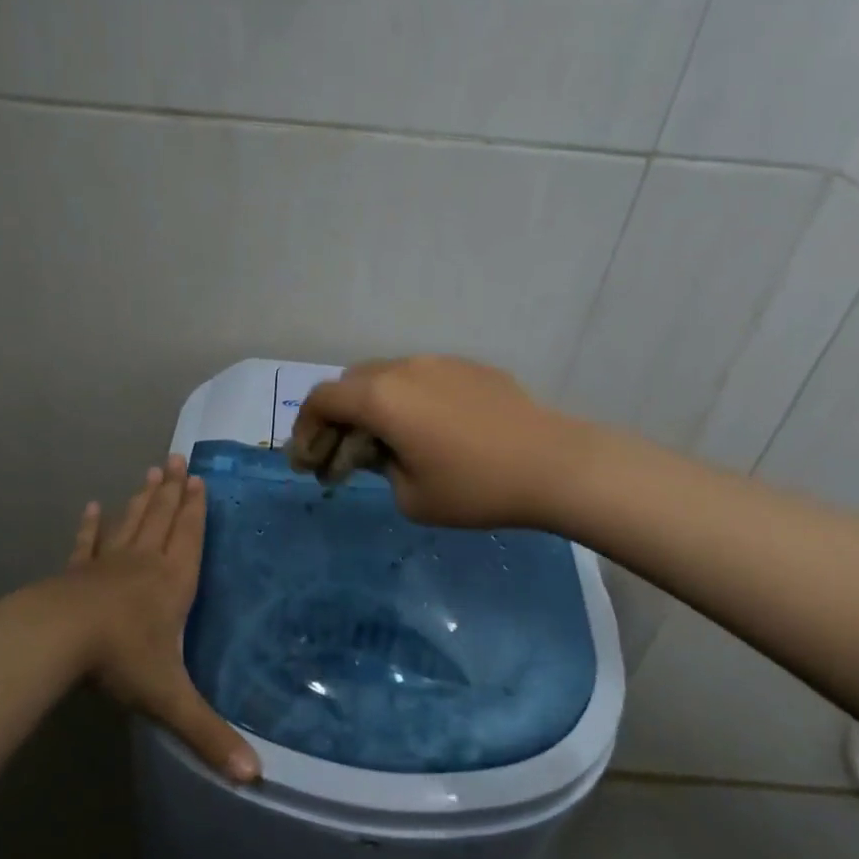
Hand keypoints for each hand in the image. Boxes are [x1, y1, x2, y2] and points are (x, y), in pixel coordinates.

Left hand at [49, 455, 259, 782]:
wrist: (57, 638)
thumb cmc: (121, 659)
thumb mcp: (171, 698)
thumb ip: (210, 735)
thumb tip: (256, 778)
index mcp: (172, 583)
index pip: (189, 538)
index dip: (196, 510)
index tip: (198, 480)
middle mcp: (144, 564)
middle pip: (162, 520)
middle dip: (172, 492)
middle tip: (177, 459)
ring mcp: (107, 564)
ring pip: (131, 522)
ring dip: (142, 498)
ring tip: (151, 472)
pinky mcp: (77, 572)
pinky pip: (88, 543)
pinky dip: (91, 526)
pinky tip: (92, 507)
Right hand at [293, 356, 578, 529]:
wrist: (555, 464)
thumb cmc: (475, 487)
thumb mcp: (410, 496)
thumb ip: (379, 468)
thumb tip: (383, 452)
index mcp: (380, 397)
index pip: (322, 400)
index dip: (303, 430)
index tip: (306, 463)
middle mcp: (402, 368)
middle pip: (349, 384)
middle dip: (335, 421)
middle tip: (339, 459)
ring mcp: (438, 362)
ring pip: (385, 378)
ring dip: (370, 409)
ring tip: (382, 446)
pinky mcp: (468, 367)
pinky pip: (420, 379)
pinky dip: (405, 402)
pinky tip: (425, 433)